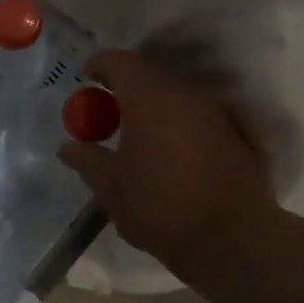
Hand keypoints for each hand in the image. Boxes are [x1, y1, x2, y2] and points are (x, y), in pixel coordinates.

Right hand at [58, 51, 275, 284]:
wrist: (234, 241)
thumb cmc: (161, 208)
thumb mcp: (111, 188)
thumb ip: (87, 161)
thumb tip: (67, 147)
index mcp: (148, 98)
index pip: (119, 61)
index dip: (99, 64)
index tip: (86, 77)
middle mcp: (184, 94)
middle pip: (149, 75)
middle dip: (125, 87)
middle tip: (107, 111)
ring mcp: (215, 113)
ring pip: (175, 95)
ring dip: (153, 106)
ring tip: (137, 134)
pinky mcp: (236, 134)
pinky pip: (197, 116)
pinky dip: (178, 124)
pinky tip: (170, 153)